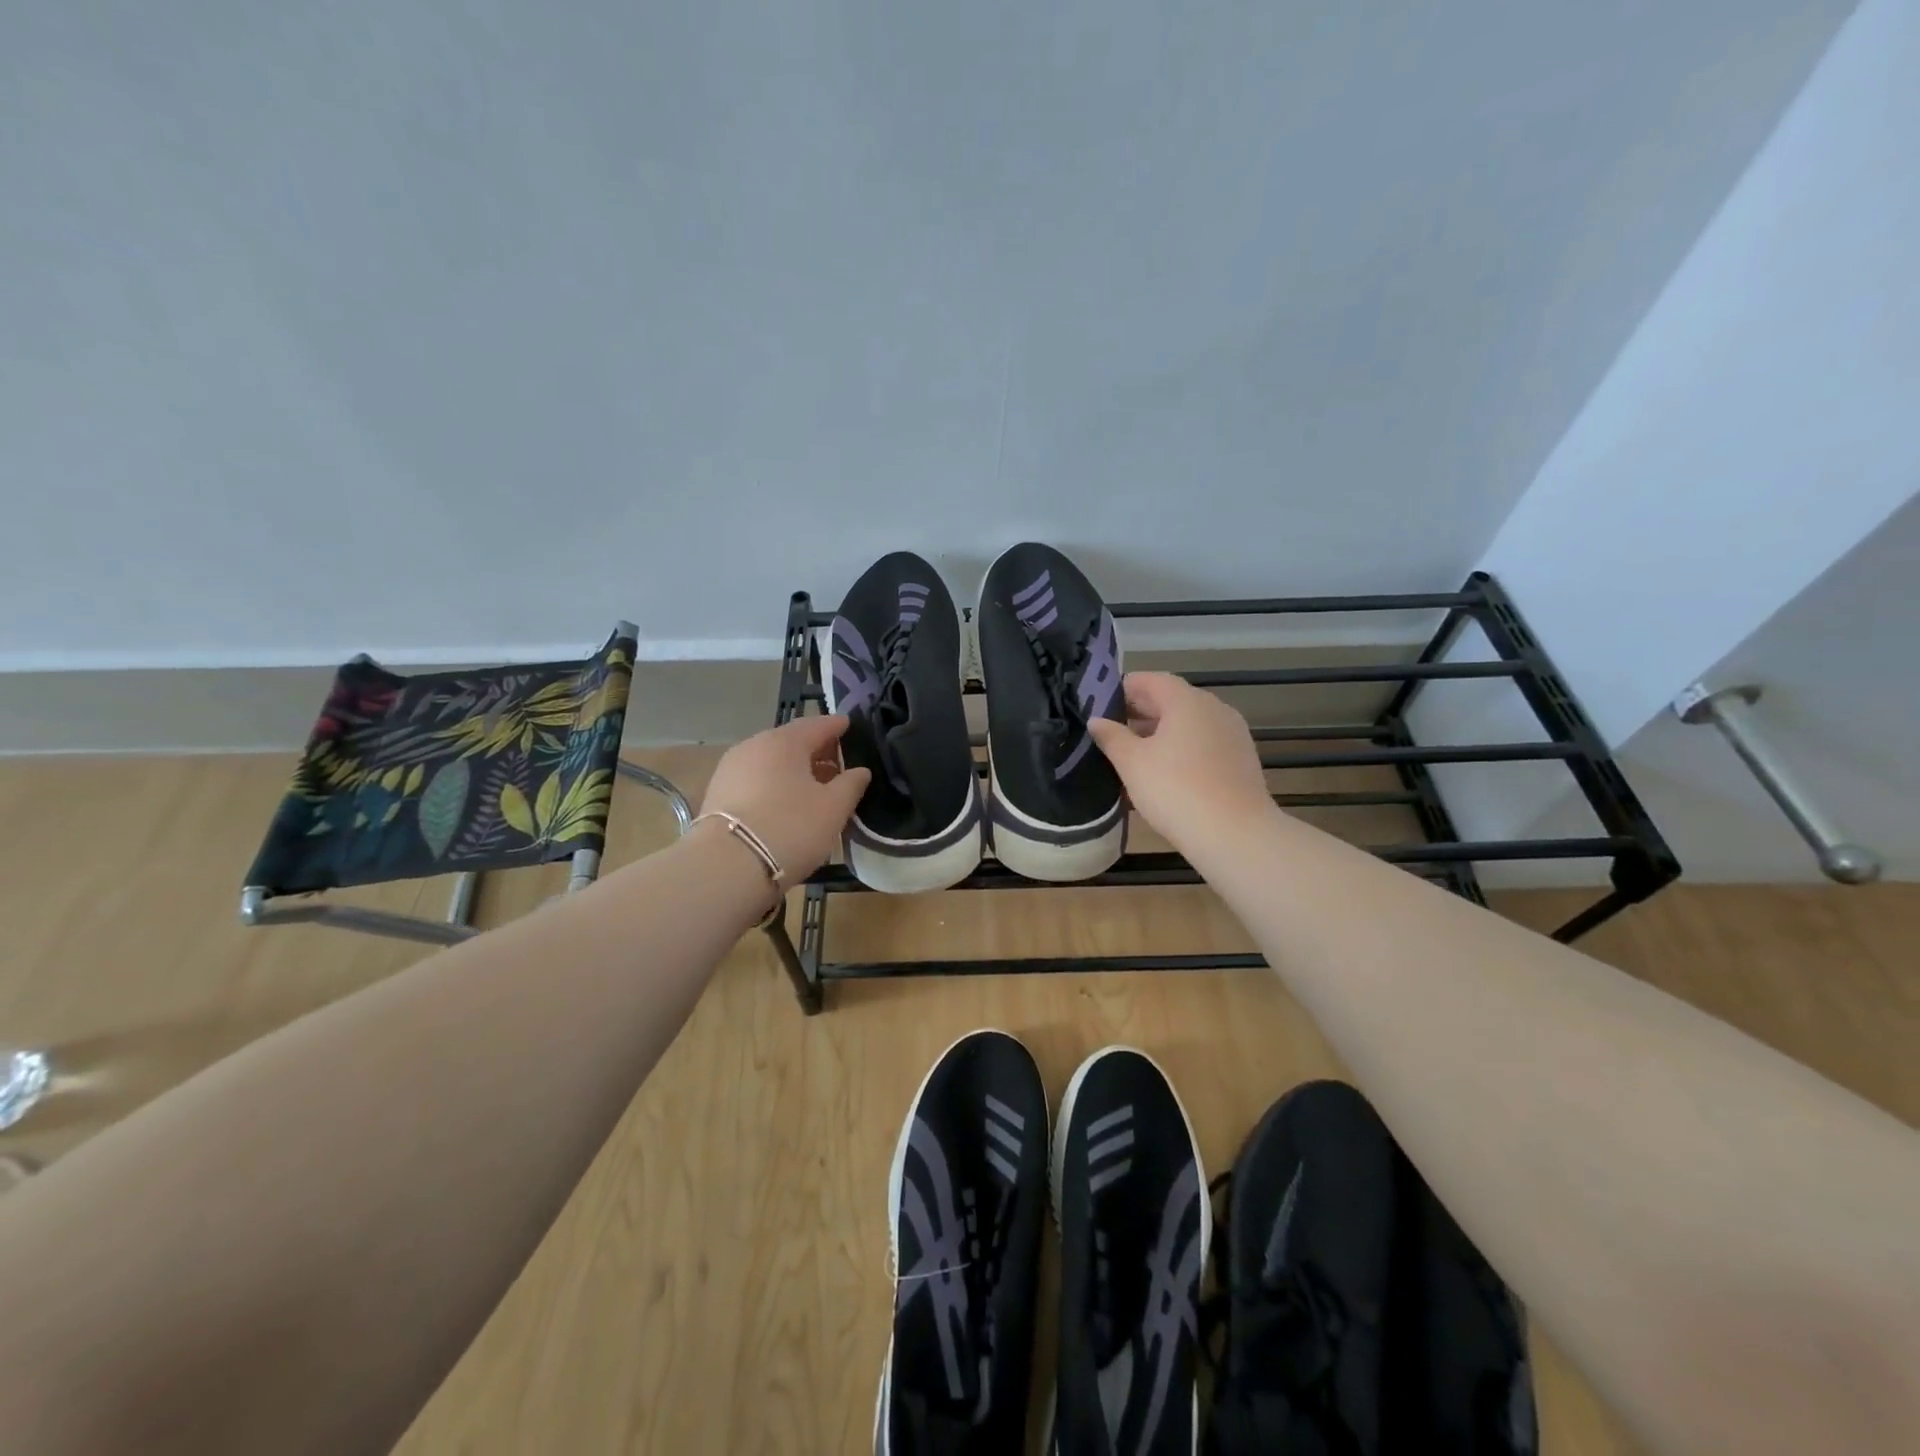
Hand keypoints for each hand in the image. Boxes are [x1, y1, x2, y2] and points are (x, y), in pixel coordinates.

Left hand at [698, 715, 870, 882]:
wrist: (726, 867)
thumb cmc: (790, 828)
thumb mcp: (833, 808)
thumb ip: (851, 784)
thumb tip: (860, 770)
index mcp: (784, 741)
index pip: (817, 724)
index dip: (837, 726)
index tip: (850, 727)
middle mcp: (753, 746)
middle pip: (791, 742)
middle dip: (816, 751)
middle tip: (838, 765)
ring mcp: (730, 769)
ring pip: (771, 762)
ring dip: (794, 771)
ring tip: (814, 789)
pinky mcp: (717, 794)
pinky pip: (755, 780)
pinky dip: (774, 785)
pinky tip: (785, 804)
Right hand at [1088, 672, 1274, 854]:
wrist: (1234, 834)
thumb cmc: (1175, 790)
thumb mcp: (1132, 763)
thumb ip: (1112, 737)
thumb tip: (1096, 720)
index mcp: (1187, 701)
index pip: (1152, 680)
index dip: (1125, 687)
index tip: (1101, 701)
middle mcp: (1214, 709)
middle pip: (1172, 700)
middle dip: (1141, 711)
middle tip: (1111, 727)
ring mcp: (1232, 734)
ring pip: (1189, 723)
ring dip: (1160, 731)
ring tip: (1133, 752)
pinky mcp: (1240, 760)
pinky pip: (1203, 743)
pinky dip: (1181, 748)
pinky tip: (1163, 771)